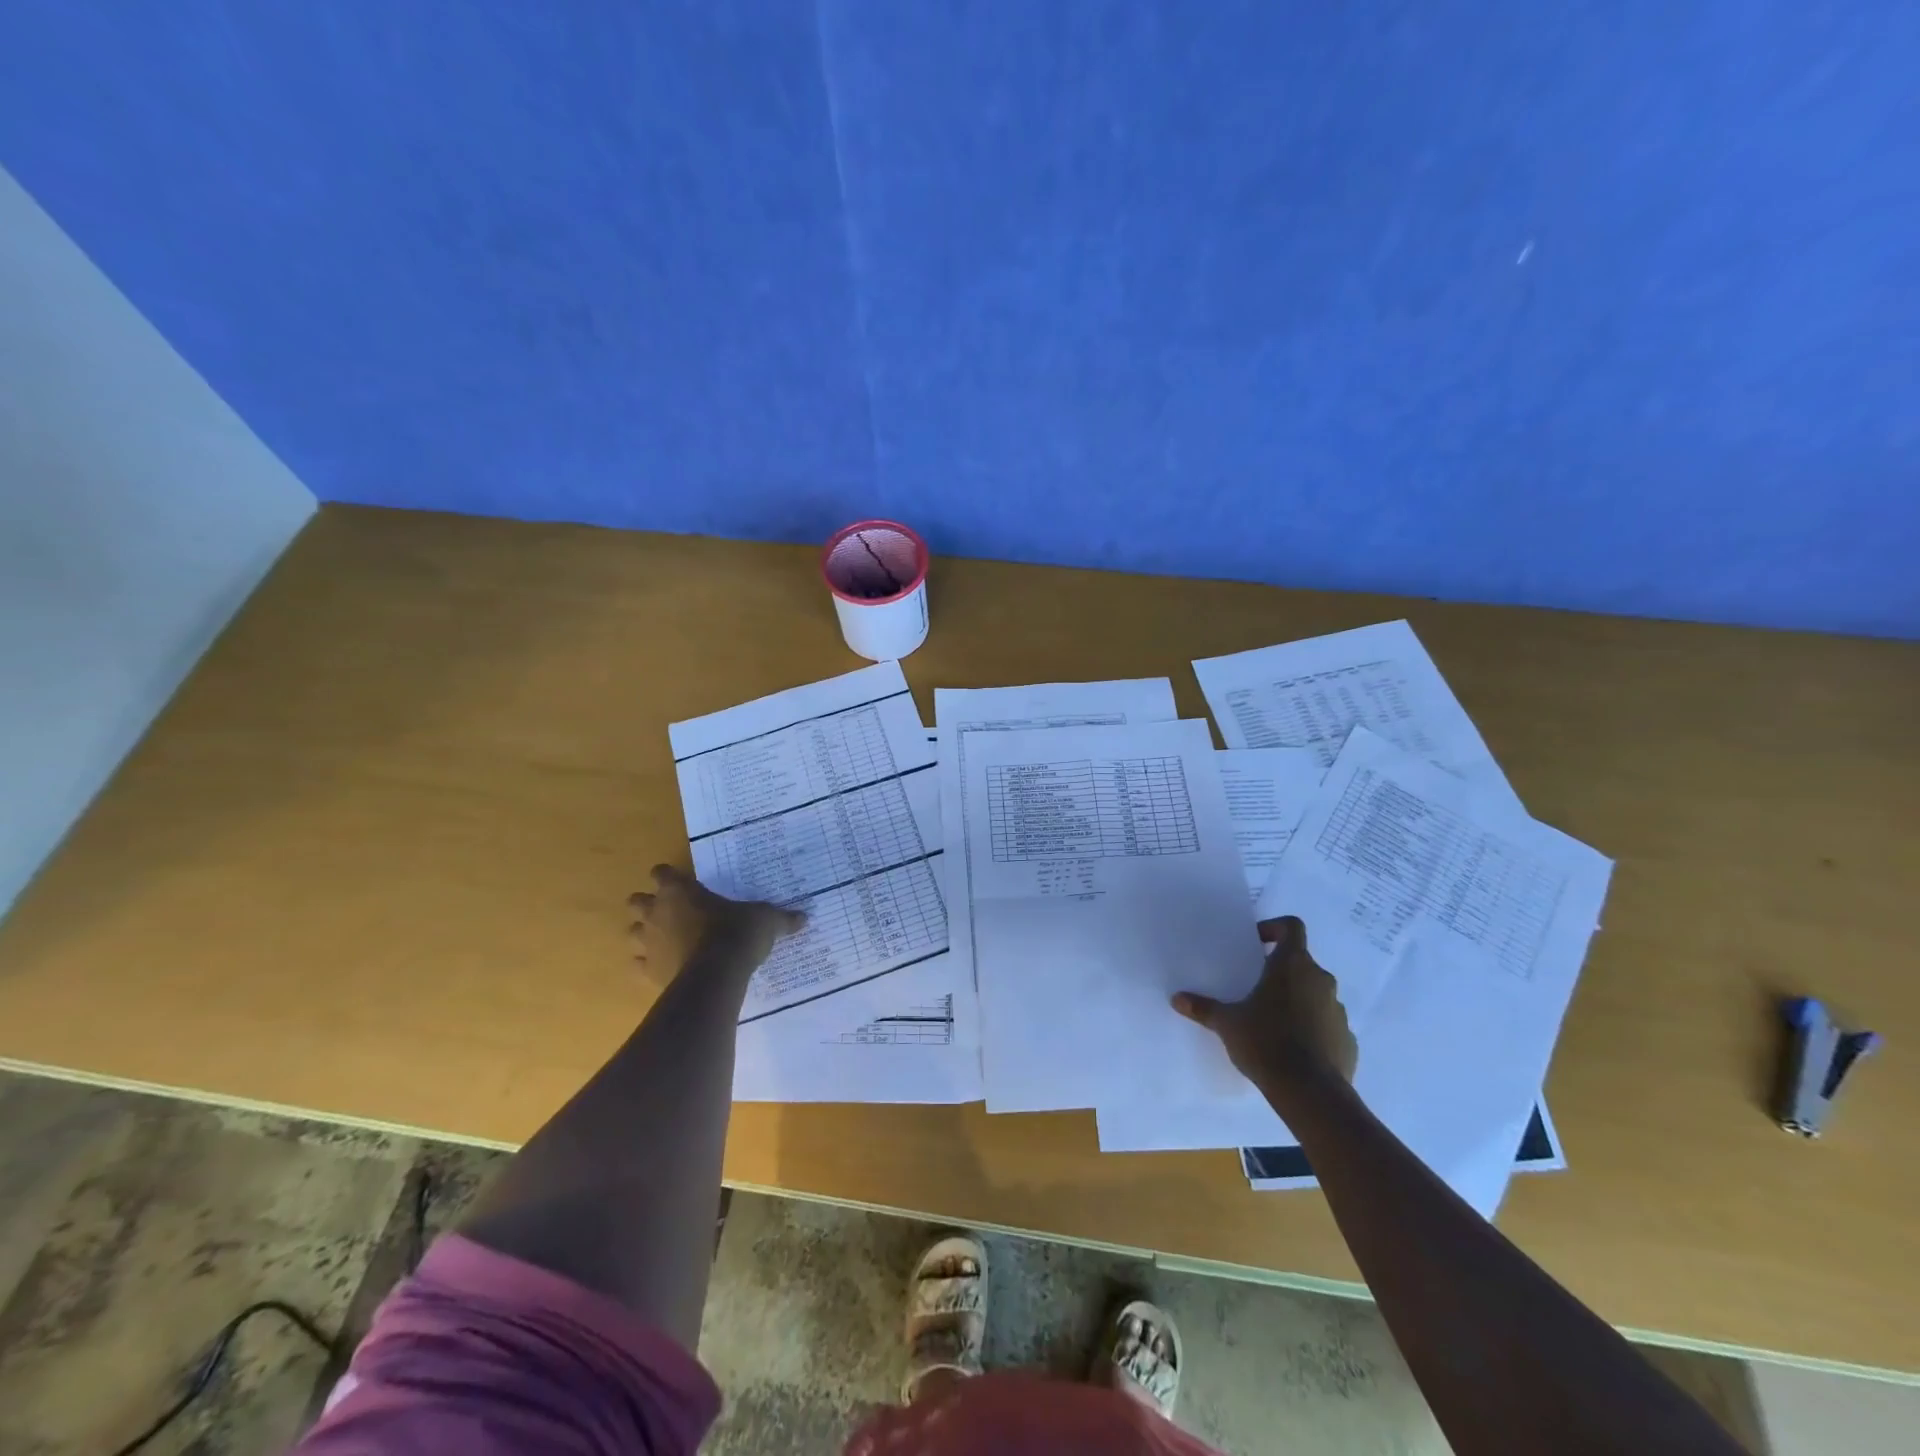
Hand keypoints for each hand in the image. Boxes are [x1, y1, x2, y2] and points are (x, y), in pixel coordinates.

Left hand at [627, 865, 803, 974]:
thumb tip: (804, 918)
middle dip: (648, 904)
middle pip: (636, 900)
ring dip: (644, 934)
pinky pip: (638, 965)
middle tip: (670, 911)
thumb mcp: (765, 920)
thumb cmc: (736, 933)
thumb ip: (780, 918)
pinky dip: (648, 965)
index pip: (661, 872)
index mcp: (679, 890)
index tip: (681, 883)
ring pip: (631, 932)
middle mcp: (657, 912)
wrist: (717, 975)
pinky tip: (664, 968)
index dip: (668, 876)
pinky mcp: (648, 971)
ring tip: (664, 939)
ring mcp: (649, 943)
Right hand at [1172, 916, 1356, 1093]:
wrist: (1311, 1093)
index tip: (1257, 943)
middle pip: (1301, 962)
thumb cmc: (1266, 1042)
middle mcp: (1320, 980)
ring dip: (1297, 999)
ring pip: (1315, 993)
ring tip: (1273, 1022)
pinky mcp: (1348, 1040)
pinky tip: (1294, 1048)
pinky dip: (1313, 1028)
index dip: (1275, 928)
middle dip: (1280, 971)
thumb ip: (1204, 1008)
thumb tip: (1177, 998)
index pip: (1292, 927)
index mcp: (1292, 965)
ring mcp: (1338, 1010)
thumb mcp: (1227, 1024)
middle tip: (1256, 988)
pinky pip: (1327, 1023)